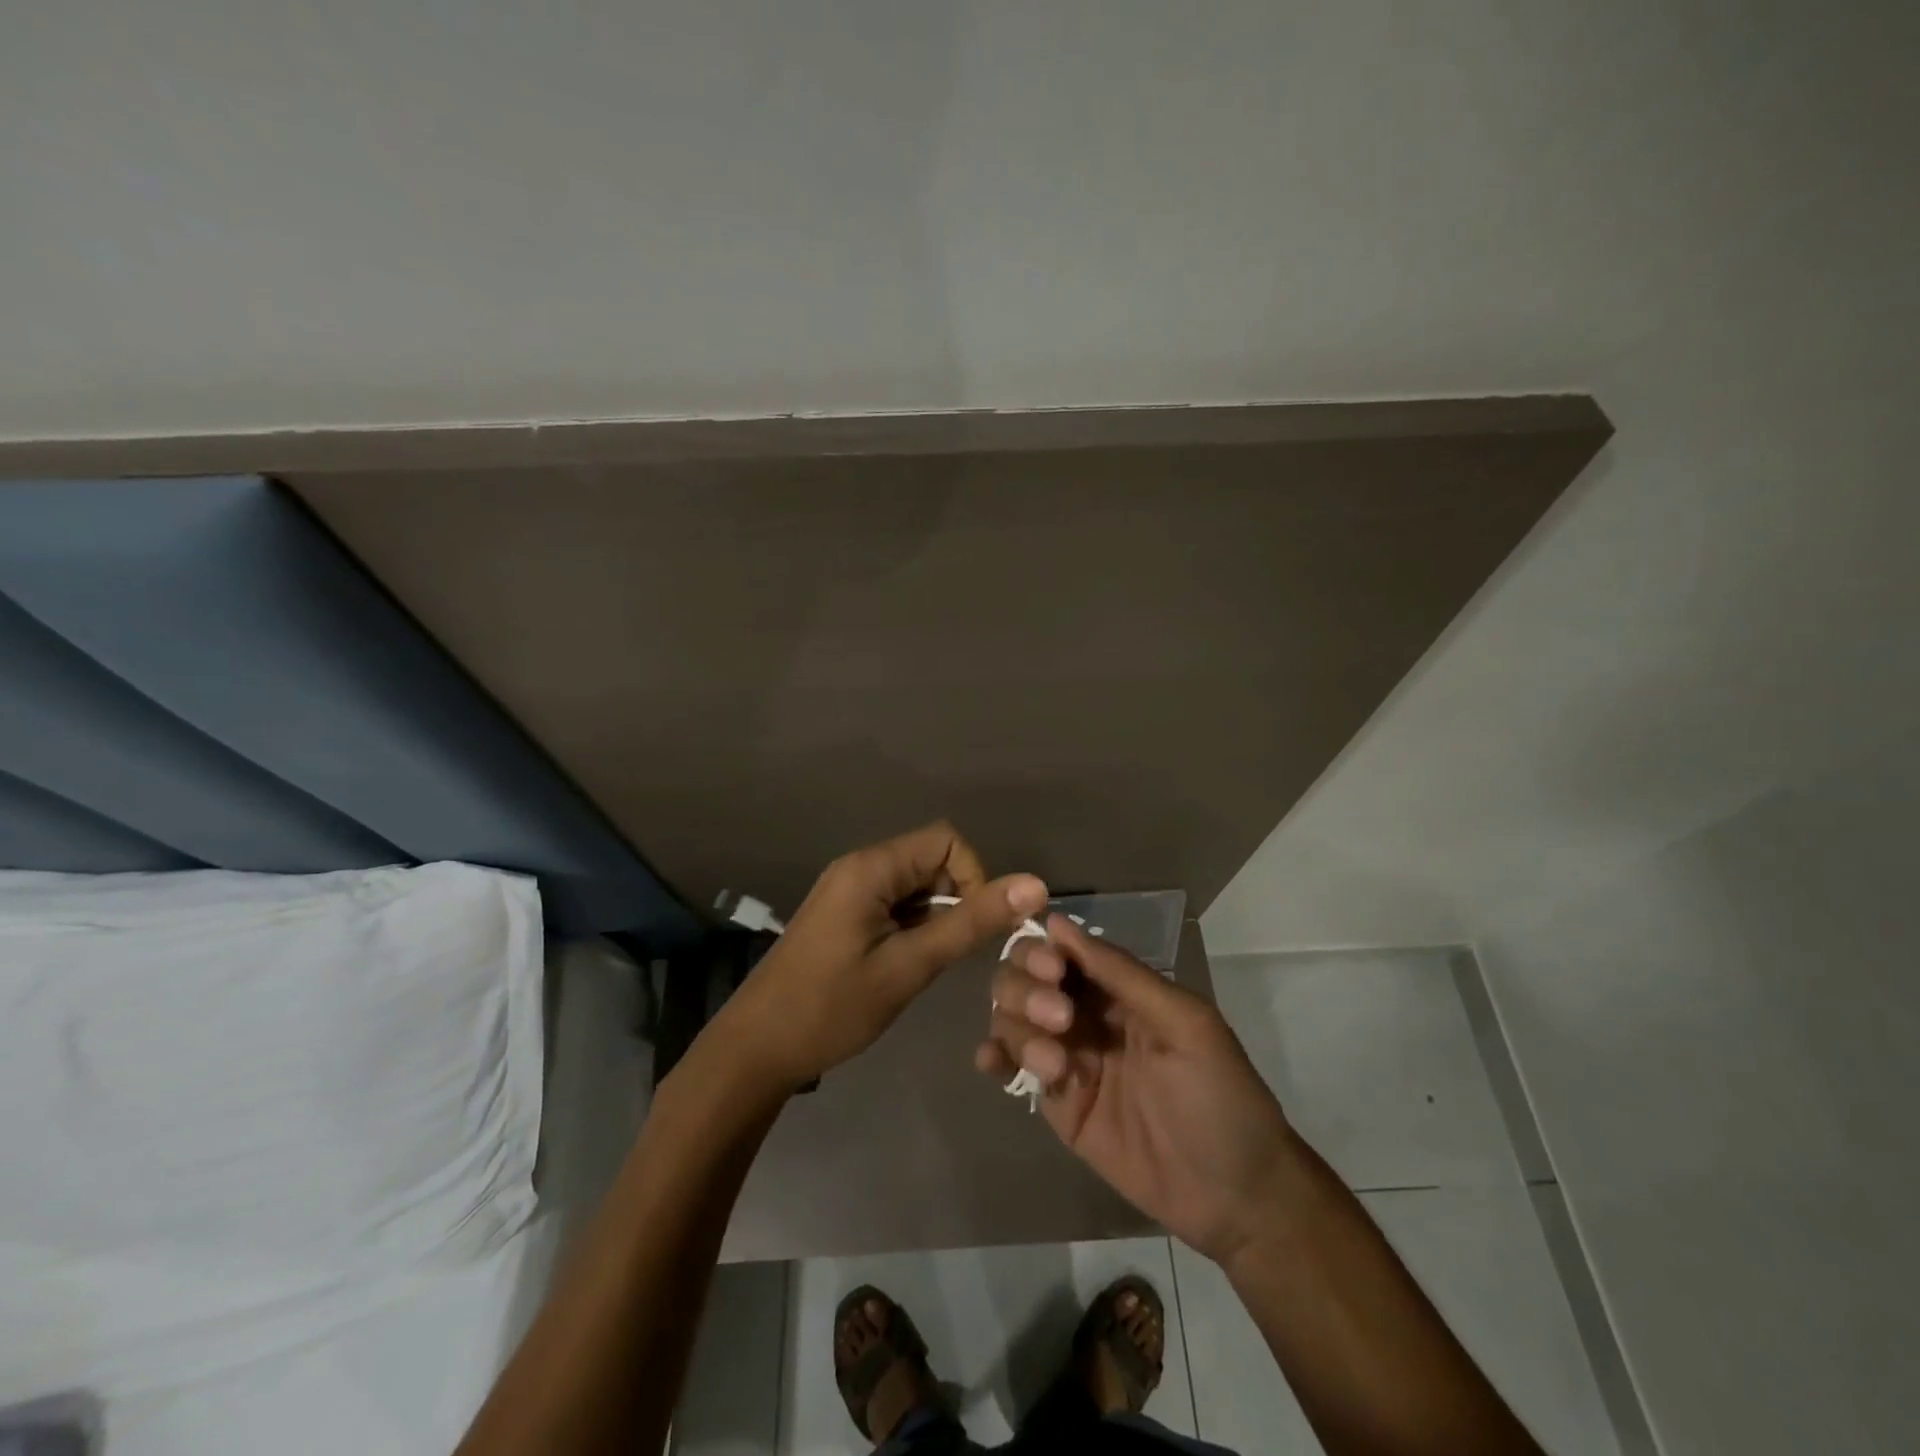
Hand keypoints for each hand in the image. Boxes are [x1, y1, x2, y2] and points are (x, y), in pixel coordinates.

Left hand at [716, 822, 1047, 1093]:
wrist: (756, 1049)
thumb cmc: (832, 1008)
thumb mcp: (909, 966)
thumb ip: (971, 923)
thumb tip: (1035, 885)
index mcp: (871, 867)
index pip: (947, 840)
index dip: (974, 876)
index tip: (971, 928)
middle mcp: (860, 866)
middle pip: (932, 860)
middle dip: (954, 900)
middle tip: (943, 954)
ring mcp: (849, 889)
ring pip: (916, 885)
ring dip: (934, 917)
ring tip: (920, 965)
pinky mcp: (844, 912)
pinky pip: (895, 903)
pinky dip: (913, 927)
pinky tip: (902, 965)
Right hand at [975, 915, 1297, 1265]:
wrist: (1234, 1197)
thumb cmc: (1220, 1096)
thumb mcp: (1184, 1023)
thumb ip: (1122, 974)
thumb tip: (1058, 922)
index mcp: (1119, 988)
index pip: (1062, 950)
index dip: (1045, 951)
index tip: (1051, 972)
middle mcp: (1086, 1014)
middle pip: (1026, 978)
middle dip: (1028, 989)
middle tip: (1060, 1019)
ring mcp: (1067, 1057)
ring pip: (1012, 1018)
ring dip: (1019, 1028)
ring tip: (1056, 1066)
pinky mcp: (1056, 1102)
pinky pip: (1012, 1066)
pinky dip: (994, 1055)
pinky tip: (992, 1062)